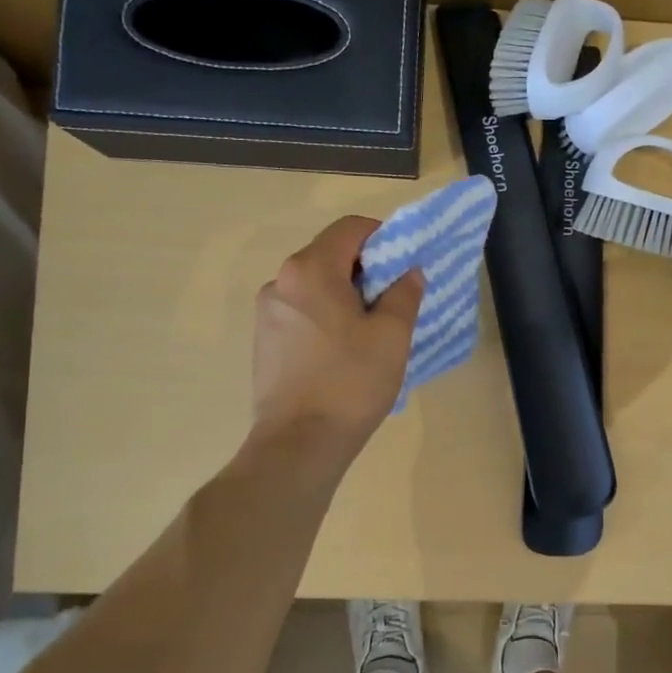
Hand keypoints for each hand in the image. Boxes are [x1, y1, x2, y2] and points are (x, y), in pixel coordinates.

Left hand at [249, 216, 424, 457]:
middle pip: (330, 255)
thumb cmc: (351, 382)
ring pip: (315, 286)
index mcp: (310, 270)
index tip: (404, 267)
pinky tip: (343, 352)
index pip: (351, 228)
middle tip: (394, 302)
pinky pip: (302, 312)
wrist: (299, 444)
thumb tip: (407, 272)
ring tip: (370, 333)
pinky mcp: (264, 342)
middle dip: (366, 270)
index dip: (384, 238)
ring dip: (345, 296)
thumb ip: (404, 293)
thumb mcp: (392, 335)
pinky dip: (326, 317)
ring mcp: (267, 313)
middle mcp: (280, 282)